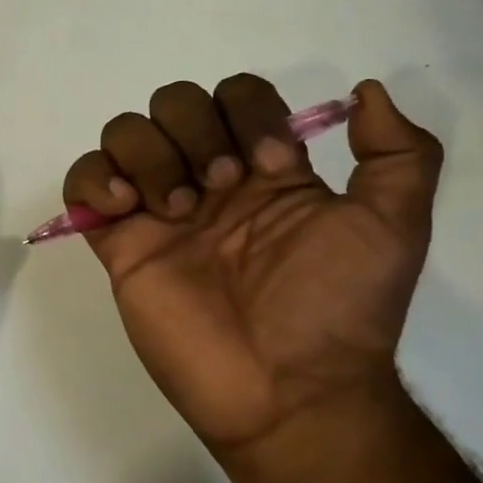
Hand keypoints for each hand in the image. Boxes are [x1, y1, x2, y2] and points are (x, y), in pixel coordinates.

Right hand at [63, 76, 441, 462]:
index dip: (249, 114)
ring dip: (150, 155)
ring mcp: (158, 210)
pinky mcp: (119, 243)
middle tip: (219, 189)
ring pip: (125, 132)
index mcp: (264, 169)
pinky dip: (94, 179)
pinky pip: (83, 182)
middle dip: (194, 130)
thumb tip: (365, 91)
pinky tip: (126, 209)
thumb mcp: (394, 227)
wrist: (287, 390)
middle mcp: (207, 179)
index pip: (238, 94)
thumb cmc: (337, 307)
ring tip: (175, 211)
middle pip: (175, 102)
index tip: (270, 168)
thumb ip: (400, 154)